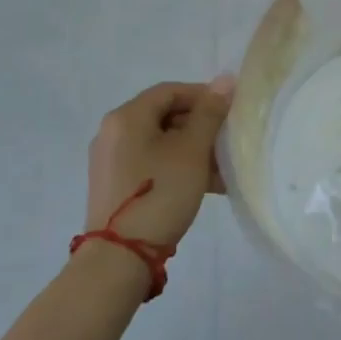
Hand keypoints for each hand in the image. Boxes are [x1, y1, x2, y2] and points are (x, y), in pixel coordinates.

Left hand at [85, 76, 234, 248]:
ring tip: (222, 170)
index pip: (171, 91)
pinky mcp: (114, 186)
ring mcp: (111, 161)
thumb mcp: (192, 150)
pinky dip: (177, 167)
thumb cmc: (159, 193)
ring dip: (193, 150)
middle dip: (201, 127)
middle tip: (227, 142)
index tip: (229, 112)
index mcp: (127, 116)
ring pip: (161, 143)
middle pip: (165, 116)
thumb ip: (210, 112)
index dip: (203, 96)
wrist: (119, 259)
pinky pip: (151, 163)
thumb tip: (225, 80)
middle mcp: (113, 132)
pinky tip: (205, 185)